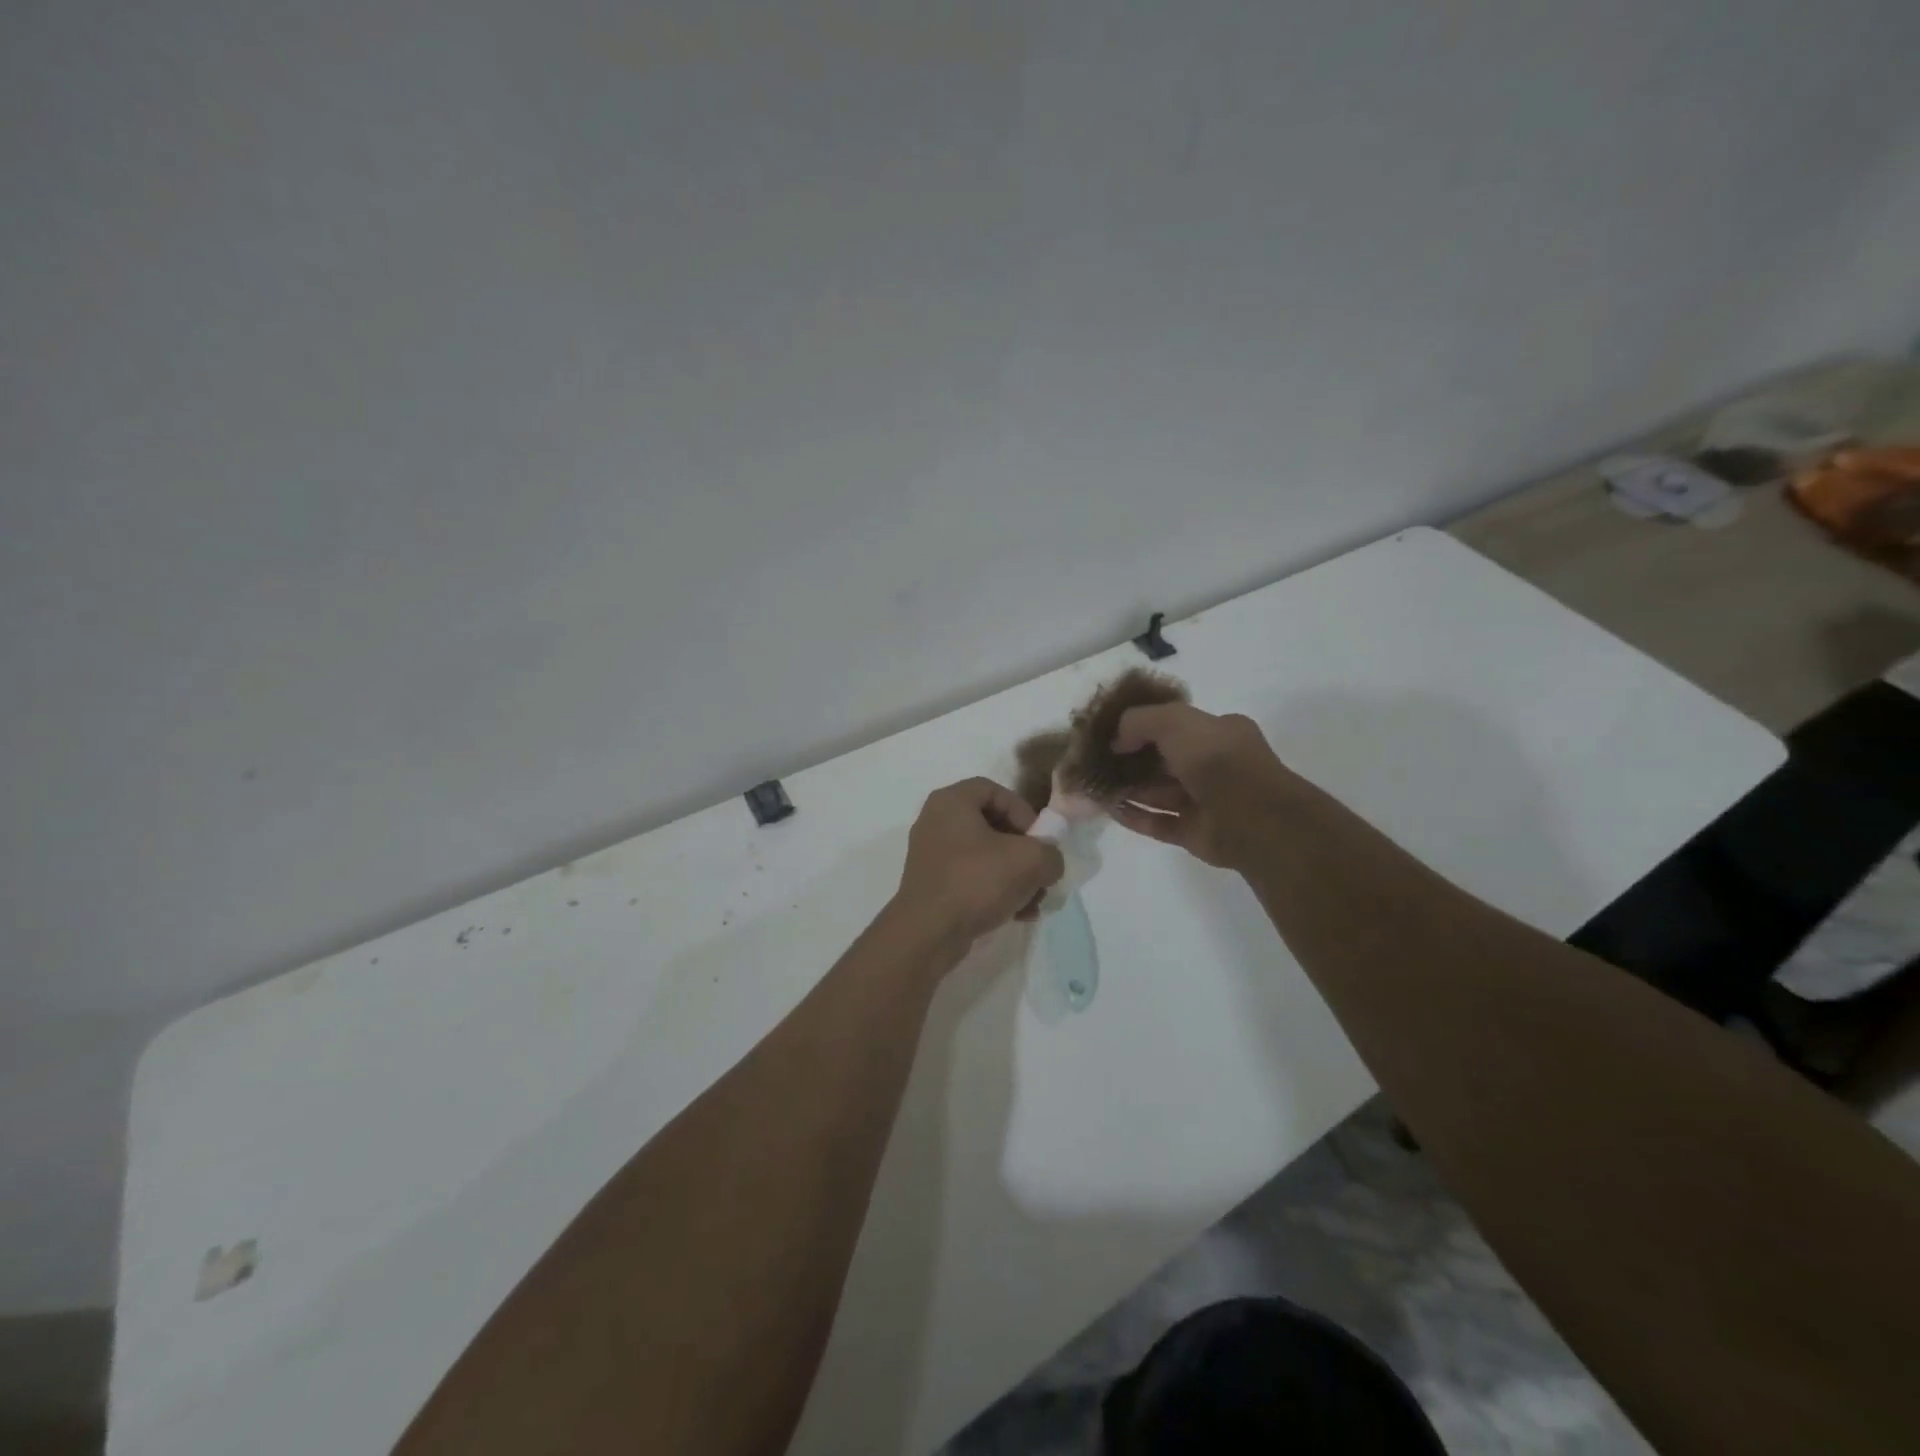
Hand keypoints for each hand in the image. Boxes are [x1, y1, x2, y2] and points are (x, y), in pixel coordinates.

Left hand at [894, 778, 1066, 945]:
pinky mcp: (934, 885)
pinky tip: (1019, 914)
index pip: (994, 790)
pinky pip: (972, 878)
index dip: (1022, 810)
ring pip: (985, 856)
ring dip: (1015, 876)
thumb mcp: (1029, 861)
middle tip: (1040, 871)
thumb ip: (1050, 854)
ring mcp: (932, 855)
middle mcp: (936, 822)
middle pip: (992, 825)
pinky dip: (997, 891)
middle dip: (1023, 850)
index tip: (1039, 839)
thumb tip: (1048, 863)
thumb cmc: (975, 882)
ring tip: (1035, 900)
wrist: (927, 934)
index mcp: (951, 802)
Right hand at [1107, 703, 1302, 868]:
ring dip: (1128, 788)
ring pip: (1159, 793)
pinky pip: (1158, 822)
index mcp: (1219, 733)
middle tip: (1097, 760)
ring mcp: (1204, 802)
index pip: (1176, 726)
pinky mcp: (1194, 833)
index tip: (1111, 732)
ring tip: (1094, 785)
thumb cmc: (1217, 759)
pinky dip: (1134, 816)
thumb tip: (1116, 740)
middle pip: (1164, 761)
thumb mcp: (1176, 721)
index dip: (1143, 727)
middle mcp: (1213, 766)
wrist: (1253, 818)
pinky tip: (1108, 809)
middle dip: (1131, 760)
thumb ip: (1140, 721)